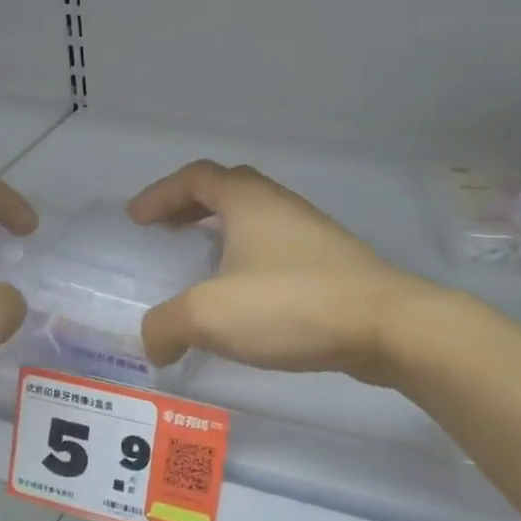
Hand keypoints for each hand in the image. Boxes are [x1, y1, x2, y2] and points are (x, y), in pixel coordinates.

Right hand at [127, 160, 436, 384]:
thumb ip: (166, 326)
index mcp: (248, 201)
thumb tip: (155, 344)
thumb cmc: (290, 305)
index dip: (160, 193)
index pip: (195, 177)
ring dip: (222, 236)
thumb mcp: (209, 315)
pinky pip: (276, 251)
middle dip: (190, 209)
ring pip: (256, 222)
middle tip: (166, 234)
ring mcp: (311, 234)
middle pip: (227, 191)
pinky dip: (248, 263)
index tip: (137, 219)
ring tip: (202, 270)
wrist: (384, 326)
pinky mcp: (331, 265)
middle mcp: (280, 205)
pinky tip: (245, 301)